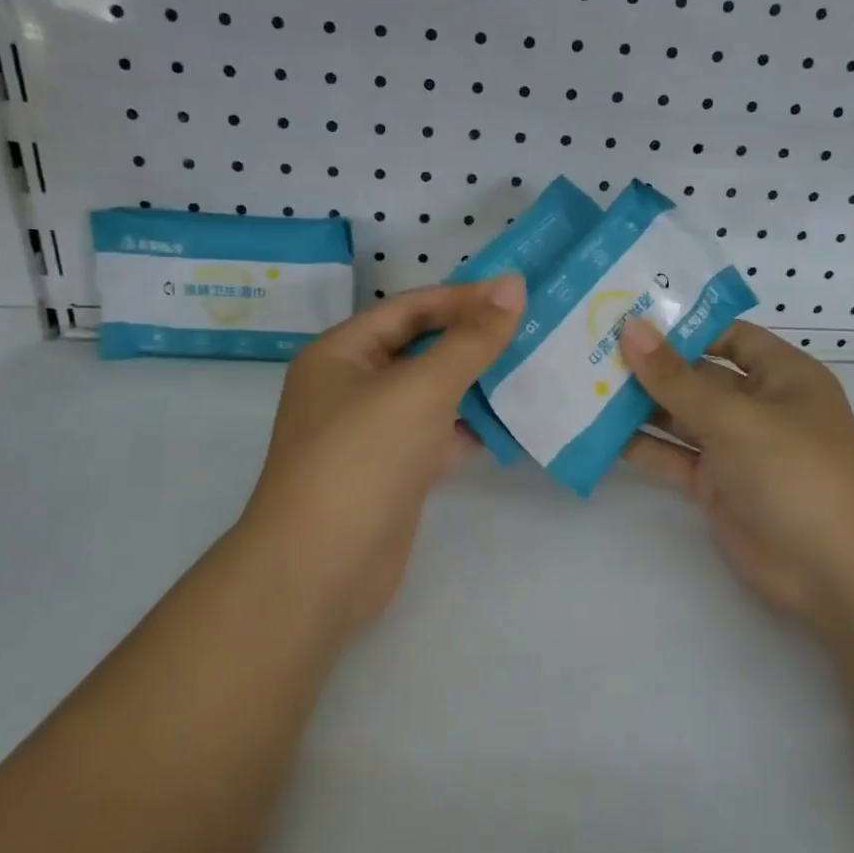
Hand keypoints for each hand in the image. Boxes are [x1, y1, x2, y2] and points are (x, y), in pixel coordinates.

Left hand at [240, 277, 525, 626]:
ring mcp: (371, 433)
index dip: (462, 298)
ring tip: (532, 368)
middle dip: (471, 340)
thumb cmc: (363, 457)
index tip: (517, 294)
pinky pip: (436, 435)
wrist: (321, 568)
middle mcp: (351, 387)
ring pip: (431, 395)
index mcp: (341, 353)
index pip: (409, 308)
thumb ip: (471, 338)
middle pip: (420, 349)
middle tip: (531, 328)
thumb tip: (513, 284)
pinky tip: (510, 423)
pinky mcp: (393, 473)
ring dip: (475, 384)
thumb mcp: (421, 387)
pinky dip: (469, 429)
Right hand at [619, 320, 853, 628]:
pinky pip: (672, 457)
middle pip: (697, 376)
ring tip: (584, 384)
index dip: (683, 325)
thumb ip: (676, 378)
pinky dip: (640, 447)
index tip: (629, 315)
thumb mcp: (734, 417)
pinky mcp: (715, 486)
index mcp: (781, 375)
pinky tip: (597, 433)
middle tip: (591, 346)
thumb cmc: (795, 472)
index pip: (728, 335)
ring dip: (638, 405)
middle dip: (650, 365)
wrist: (833, 572)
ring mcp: (735, 448)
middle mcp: (757, 406)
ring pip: (679, 417)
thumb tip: (631, 329)